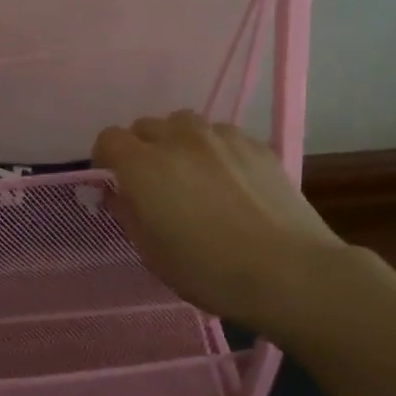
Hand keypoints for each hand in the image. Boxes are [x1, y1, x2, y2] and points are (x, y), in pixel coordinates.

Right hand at [92, 111, 344, 325]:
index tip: (115, 182)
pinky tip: (231, 180)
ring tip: (193, 174)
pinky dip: (215, 150)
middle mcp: (178, 138)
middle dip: (142, 148)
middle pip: (146, 126)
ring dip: (178, 142)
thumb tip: (119, 192)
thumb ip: (128, 213)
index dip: (106, 158)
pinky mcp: (256, 144)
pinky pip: (222, 135)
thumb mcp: (152, 253)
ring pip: (185, 124)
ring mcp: (221, 136)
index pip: (109, 139)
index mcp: (144, 165)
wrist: (290, 271)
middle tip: (154, 183)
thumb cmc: (209, 270)